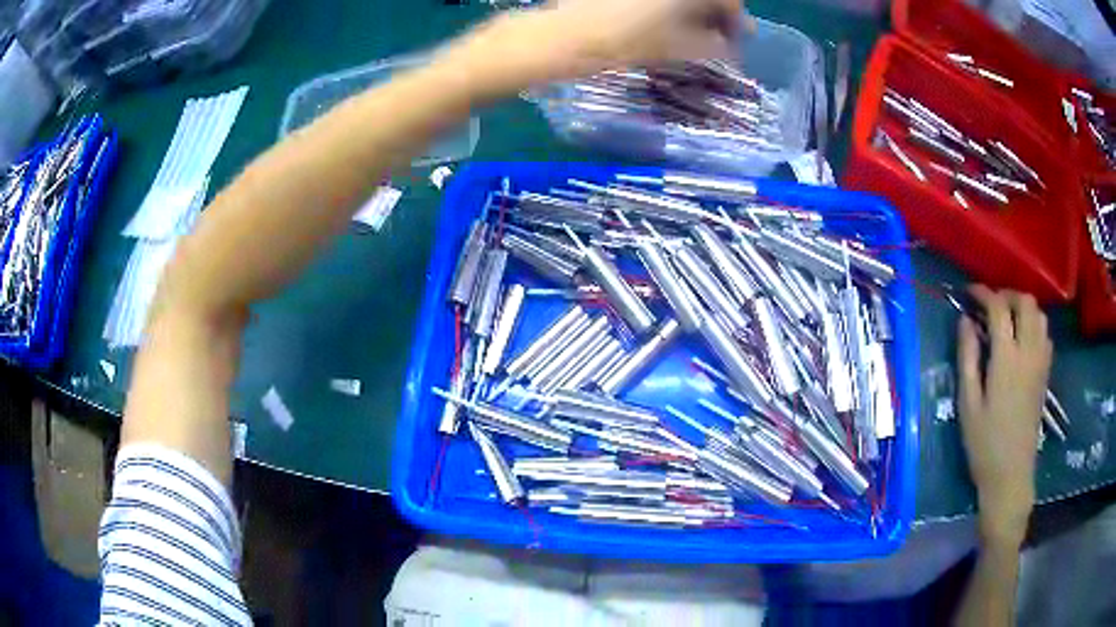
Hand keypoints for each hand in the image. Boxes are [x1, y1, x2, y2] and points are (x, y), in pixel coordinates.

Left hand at [440, 0, 750, 97]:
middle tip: (720, 41)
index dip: (737, 21)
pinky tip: (666, 24)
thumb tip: (729, 47)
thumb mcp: (674, 48)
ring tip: (694, 37)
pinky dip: (669, 7)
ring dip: (693, 11)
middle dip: (716, 15)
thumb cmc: (619, 42)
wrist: (556, 38)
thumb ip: (711, 46)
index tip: (739, 42)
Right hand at [957, 285, 1052, 546]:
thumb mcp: (968, 403)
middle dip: (1007, 295)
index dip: (983, 293)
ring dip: (1023, 307)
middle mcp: (1028, 352)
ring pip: (1039, 314)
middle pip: (1025, 302)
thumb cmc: (984, 443)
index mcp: (1007, 359)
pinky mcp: (1045, 373)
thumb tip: (965, 322)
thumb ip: (968, 358)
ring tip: (1006, 319)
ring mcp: (1041, 362)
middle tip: (990, 305)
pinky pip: (1045, 333)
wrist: (1011, 474)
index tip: (969, 293)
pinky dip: (1034, 324)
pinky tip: (1021, 339)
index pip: (999, 308)